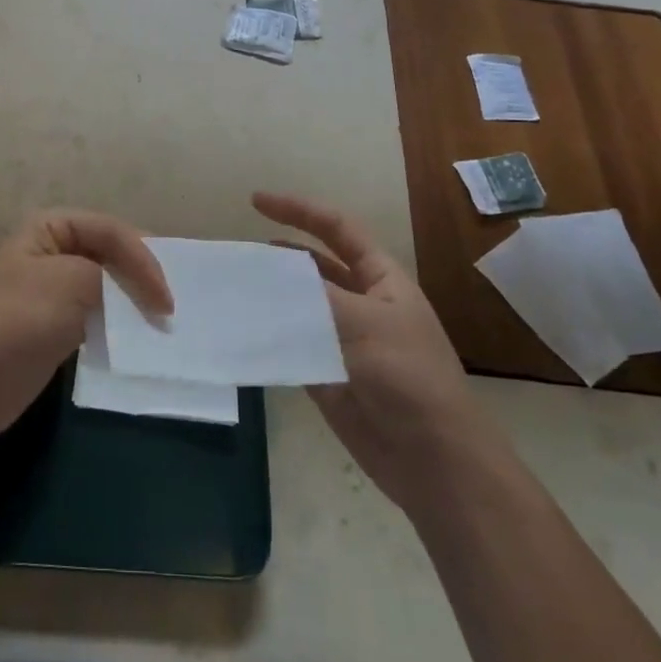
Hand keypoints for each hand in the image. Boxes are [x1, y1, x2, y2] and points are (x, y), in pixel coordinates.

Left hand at [0, 209, 171, 446]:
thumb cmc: (17, 319)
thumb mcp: (71, 282)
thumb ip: (110, 277)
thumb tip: (134, 297)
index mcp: (48, 228)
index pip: (110, 230)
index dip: (144, 258)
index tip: (166, 298)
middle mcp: (49, 252)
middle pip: (108, 254)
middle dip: (140, 276)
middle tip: (170, 304)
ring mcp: (49, 292)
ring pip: (103, 287)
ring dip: (130, 302)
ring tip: (160, 322)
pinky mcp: (52, 327)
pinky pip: (94, 316)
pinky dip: (116, 324)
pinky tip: (135, 339)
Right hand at [253, 191, 487, 510]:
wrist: (431, 459)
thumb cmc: (407, 377)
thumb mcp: (362, 322)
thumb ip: (312, 293)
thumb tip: (267, 274)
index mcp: (380, 279)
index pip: (336, 229)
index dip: (299, 210)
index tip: (255, 201)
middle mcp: (359, 302)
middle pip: (312, 265)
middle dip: (277, 255)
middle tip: (234, 252)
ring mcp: (341, 339)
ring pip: (297, 305)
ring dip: (267, 295)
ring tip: (228, 286)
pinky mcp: (324, 372)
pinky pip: (290, 343)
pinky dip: (266, 334)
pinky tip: (237, 328)